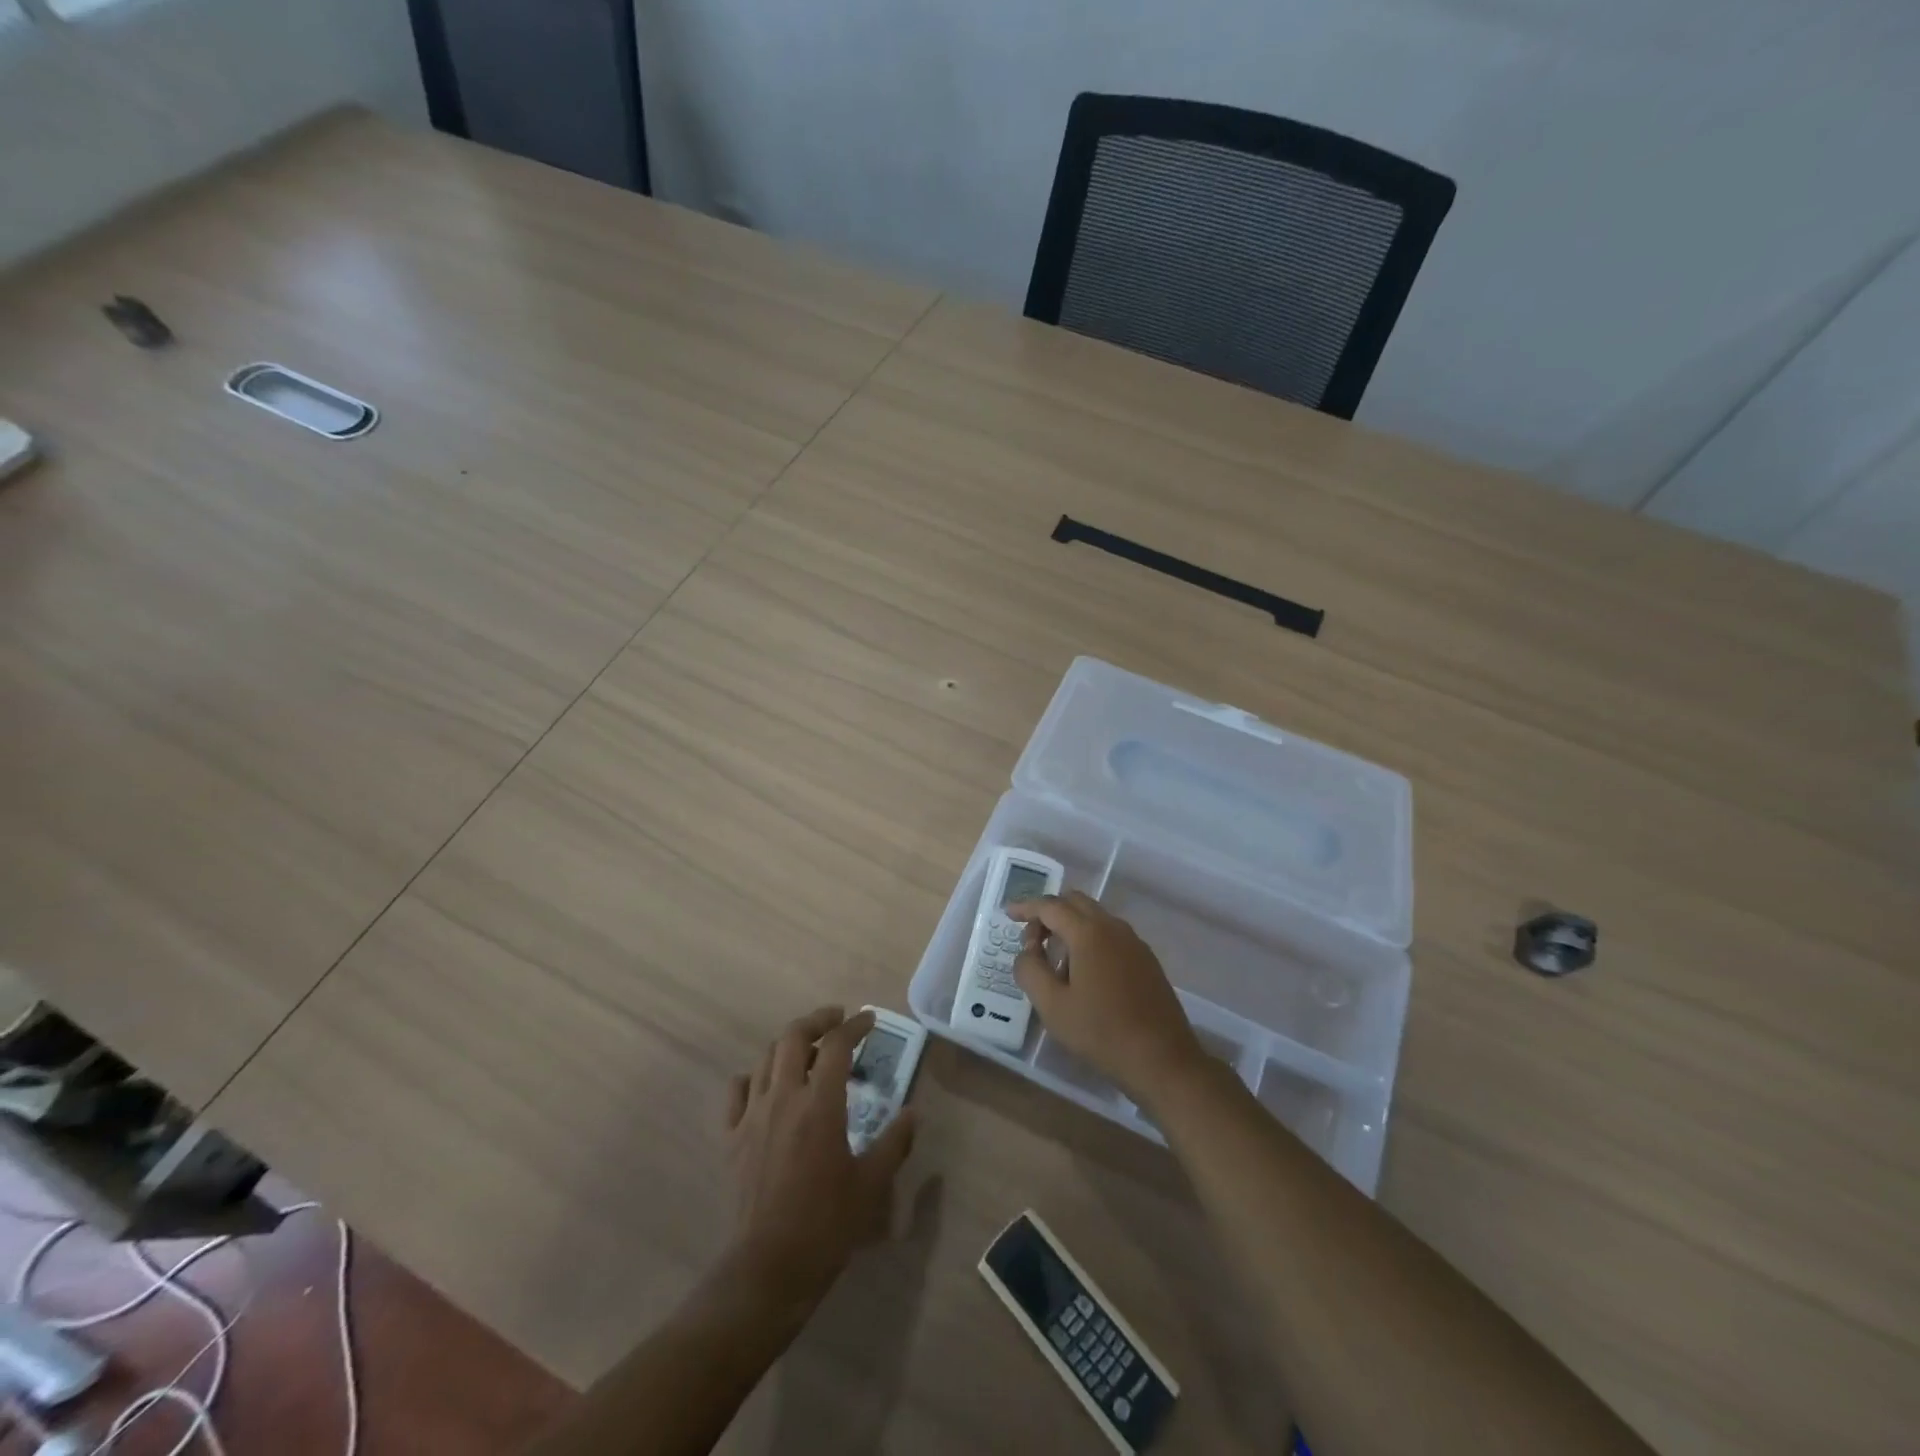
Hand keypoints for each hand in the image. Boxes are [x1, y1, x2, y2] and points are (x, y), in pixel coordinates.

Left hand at [724, 1007, 915, 1307]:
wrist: (769, 1267)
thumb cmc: (826, 1224)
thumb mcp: (872, 1184)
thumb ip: (895, 1143)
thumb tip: (913, 1114)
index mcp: (820, 1105)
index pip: (837, 1045)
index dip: (856, 1026)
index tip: (870, 1020)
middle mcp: (784, 1098)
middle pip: (794, 1037)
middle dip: (817, 1020)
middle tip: (837, 1019)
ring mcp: (752, 1115)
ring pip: (766, 1058)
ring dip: (789, 1044)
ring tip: (809, 1050)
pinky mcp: (732, 1137)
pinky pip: (737, 1090)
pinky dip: (754, 1076)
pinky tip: (768, 1085)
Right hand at [1010, 892, 1205, 1103]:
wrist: (1163, 1060)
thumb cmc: (1101, 1033)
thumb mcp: (1052, 1006)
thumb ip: (1030, 970)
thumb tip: (1026, 950)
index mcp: (1089, 933)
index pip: (1051, 906)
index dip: (1026, 907)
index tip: (1008, 914)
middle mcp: (1114, 928)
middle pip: (1075, 903)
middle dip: (1049, 913)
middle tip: (1032, 940)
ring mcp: (1134, 942)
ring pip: (1095, 918)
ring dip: (1070, 927)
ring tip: (1055, 962)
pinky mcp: (1146, 960)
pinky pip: (1111, 935)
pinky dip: (1090, 939)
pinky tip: (1084, 975)